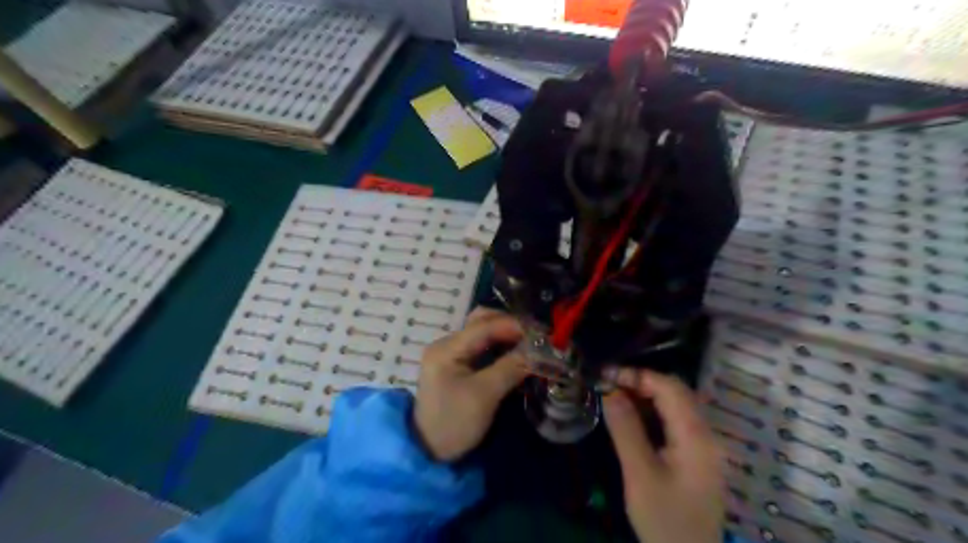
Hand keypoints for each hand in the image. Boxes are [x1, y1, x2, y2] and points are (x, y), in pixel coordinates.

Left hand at [409, 310, 525, 462]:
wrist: (429, 453)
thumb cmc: (454, 423)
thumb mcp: (484, 396)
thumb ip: (510, 368)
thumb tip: (537, 351)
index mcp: (447, 348)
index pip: (484, 325)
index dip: (514, 325)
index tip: (541, 334)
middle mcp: (448, 344)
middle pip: (482, 321)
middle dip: (511, 325)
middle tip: (536, 337)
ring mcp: (452, 354)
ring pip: (484, 333)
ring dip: (508, 336)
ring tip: (531, 344)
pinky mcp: (458, 366)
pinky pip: (483, 348)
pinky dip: (502, 348)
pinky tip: (518, 354)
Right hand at [602, 369, 720, 542]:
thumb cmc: (664, 519)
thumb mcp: (639, 474)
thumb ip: (625, 429)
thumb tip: (609, 390)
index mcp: (696, 436)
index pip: (669, 388)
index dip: (637, 375)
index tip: (605, 376)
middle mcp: (706, 434)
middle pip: (676, 392)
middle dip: (641, 382)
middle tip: (608, 386)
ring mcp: (705, 445)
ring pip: (677, 404)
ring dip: (647, 395)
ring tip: (615, 397)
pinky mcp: (698, 456)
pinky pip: (676, 420)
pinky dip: (654, 411)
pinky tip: (634, 417)